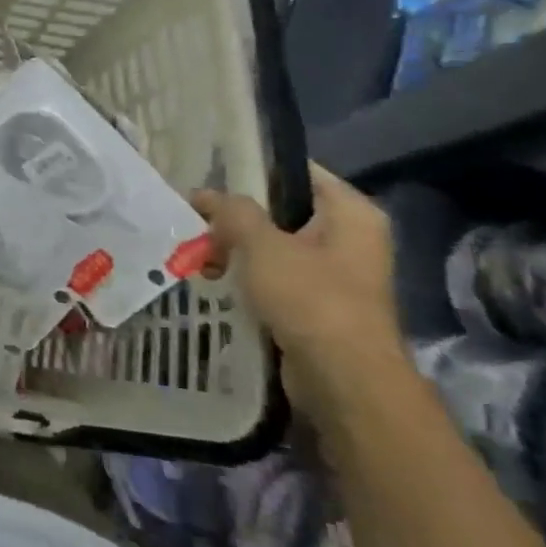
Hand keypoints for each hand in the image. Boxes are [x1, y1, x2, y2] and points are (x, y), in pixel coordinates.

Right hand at [191, 165, 407, 418]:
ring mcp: (335, 273)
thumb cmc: (310, 298)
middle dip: (235, 215)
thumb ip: (232, 211)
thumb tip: (204, 194)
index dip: (253, 168)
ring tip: (196, 251)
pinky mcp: (318, 304)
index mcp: (351, 213)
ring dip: (235, 248)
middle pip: (281, 211)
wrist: (342, 378)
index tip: (210, 172)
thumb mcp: (262, 244)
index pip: (298, 172)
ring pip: (274, 246)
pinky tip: (212, 277)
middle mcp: (350, 238)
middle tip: (194, 214)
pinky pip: (274, 276)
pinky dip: (245, 275)